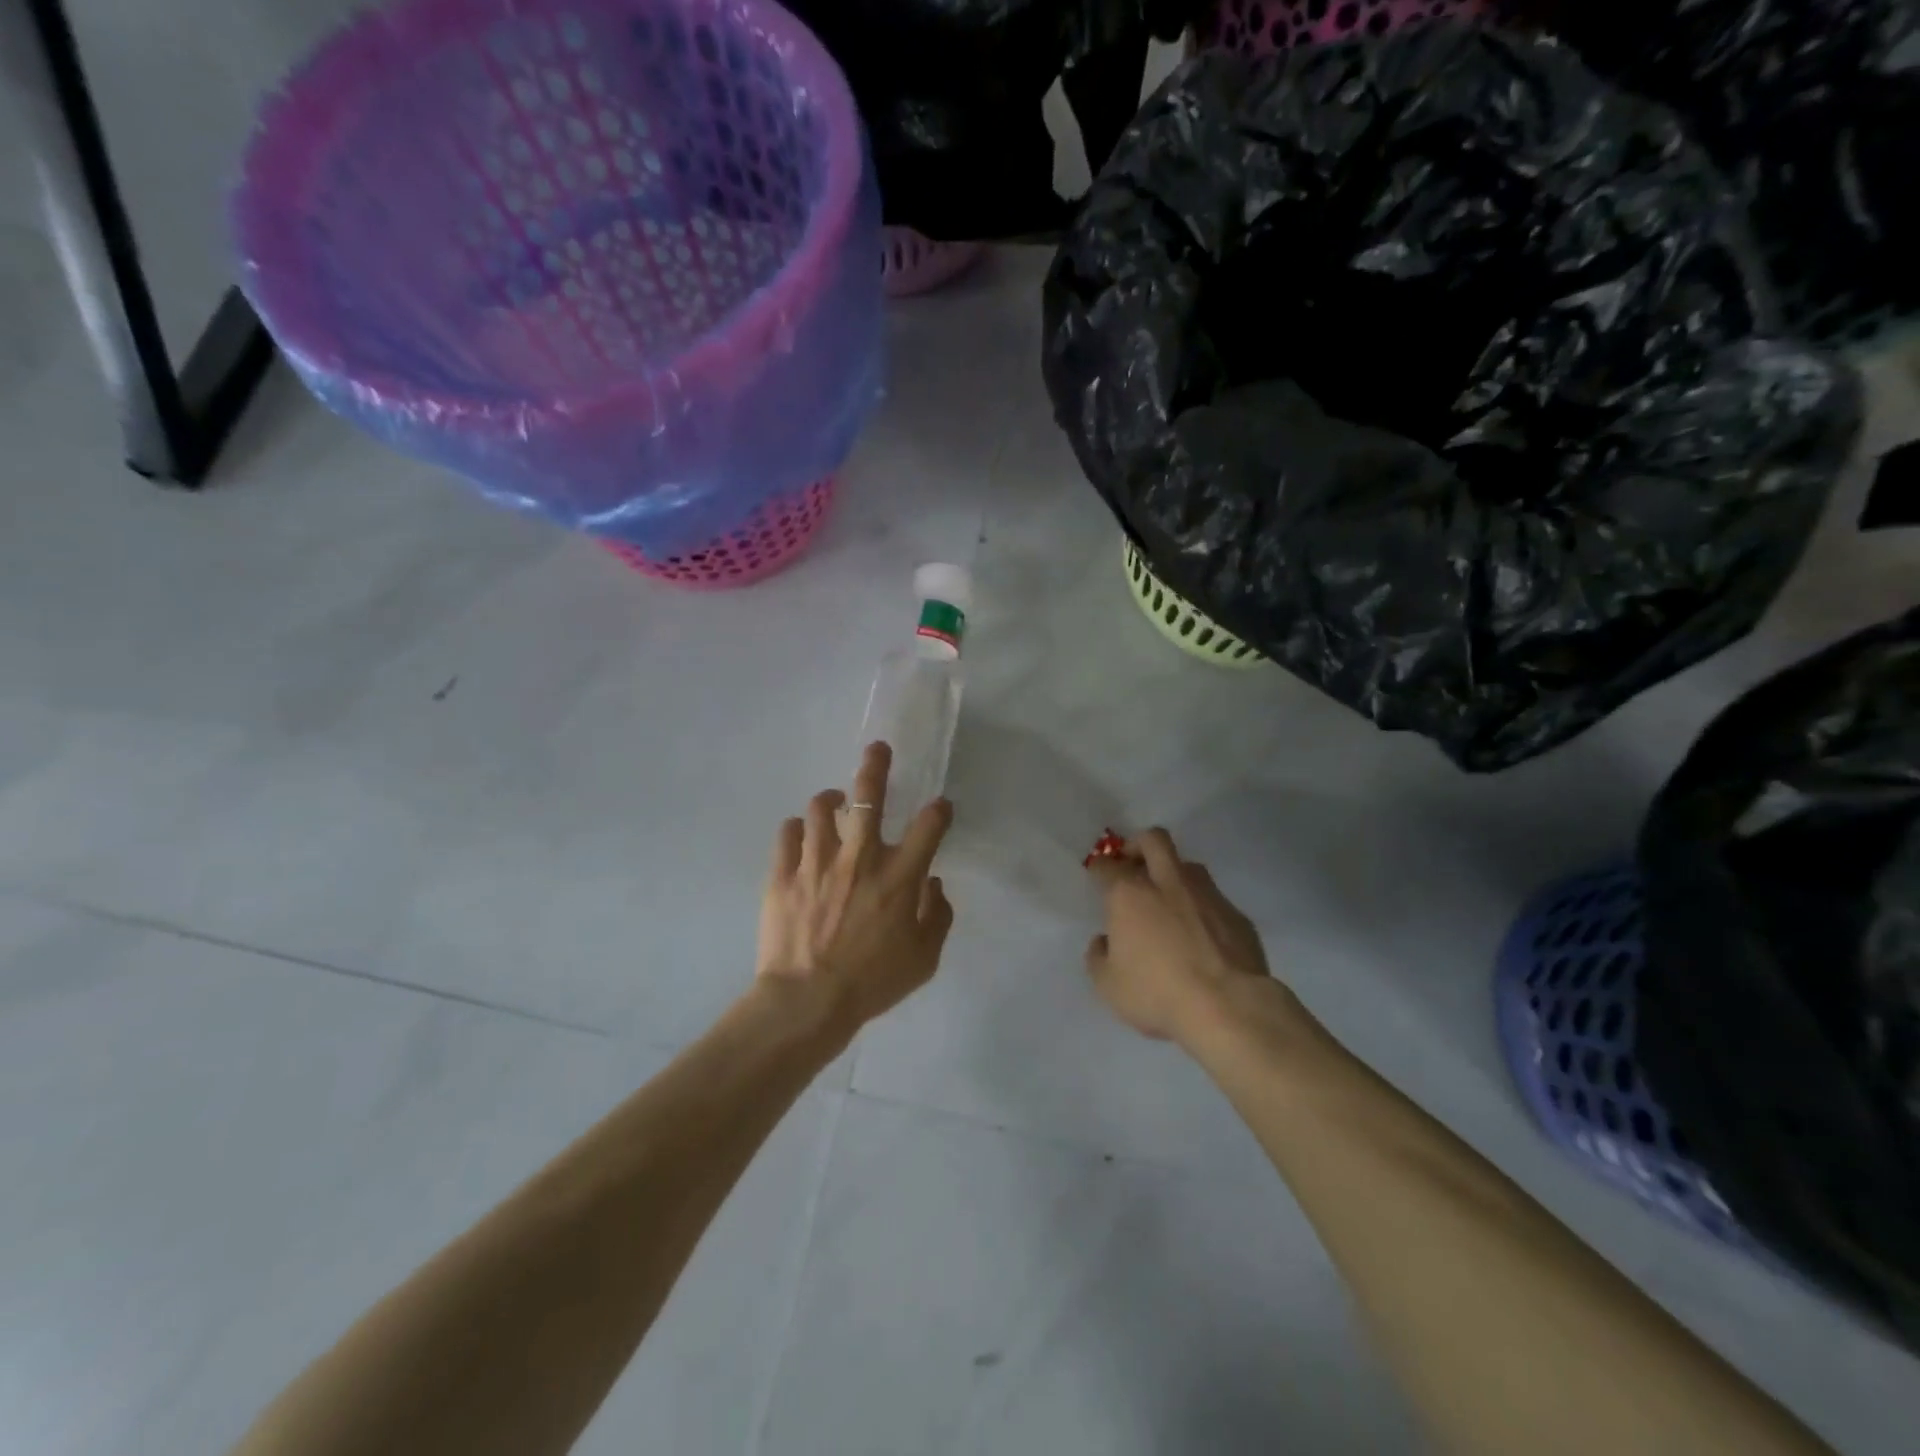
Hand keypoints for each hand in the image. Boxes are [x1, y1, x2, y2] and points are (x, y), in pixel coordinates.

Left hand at [757, 743, 954, 1033]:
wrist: (807, 1002)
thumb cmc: (872, 982)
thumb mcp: (924, 960)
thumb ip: (938, 916)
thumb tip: (934, 884)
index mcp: (899, 877)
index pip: (930, 826)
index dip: (940, 810)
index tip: (940, 807)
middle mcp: (860, 858)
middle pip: (868, 796)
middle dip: (876, 766)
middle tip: (877, 750)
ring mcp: (817, 862)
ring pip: (820, 807)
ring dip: (830, 801)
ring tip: (832, 804)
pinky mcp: (783, 873)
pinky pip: (787, 832)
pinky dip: (797, 830)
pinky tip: (802, 837)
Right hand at [1085, 828, 1274, 1043]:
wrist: (1228, 1007)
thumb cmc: (1158, 993)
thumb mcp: (1108, 985)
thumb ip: (1099, 957)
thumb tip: (1105, 942)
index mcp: (1129, 894)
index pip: (1107, 866)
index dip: (1099, 868)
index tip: (1098, 875)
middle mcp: (1167, 883)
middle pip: (1153, 840)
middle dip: (1138, 845)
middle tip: (1132, 865)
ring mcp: (1207, 895)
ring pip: (1188, 865)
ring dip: (1173, 874)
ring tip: (1168, 900)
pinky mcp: (1236, 914)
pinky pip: (1213, 899)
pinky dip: (1201, 908)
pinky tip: (1200, 935)